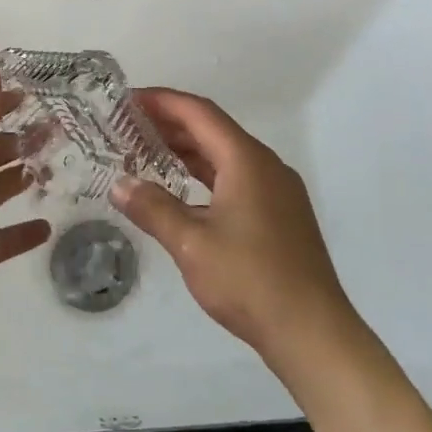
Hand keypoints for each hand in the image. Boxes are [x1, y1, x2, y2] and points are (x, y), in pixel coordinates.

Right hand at [113, 89, 356, 368]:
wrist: (313, 332)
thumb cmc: (250, 280)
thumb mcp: (191, 244)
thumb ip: (153, 208)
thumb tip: (119, 184)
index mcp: (247, 160)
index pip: (199, 113)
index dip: (162, 101)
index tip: (129, 99)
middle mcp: (266, 165)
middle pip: (213, 130)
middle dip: (171, 124)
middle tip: (130, 125)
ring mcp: (278, 190)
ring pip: (226, 155)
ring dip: (188, 150)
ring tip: (148, 152)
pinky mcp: (281, 214)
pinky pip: (237, 178)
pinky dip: (206, 175)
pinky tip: (184, 191)